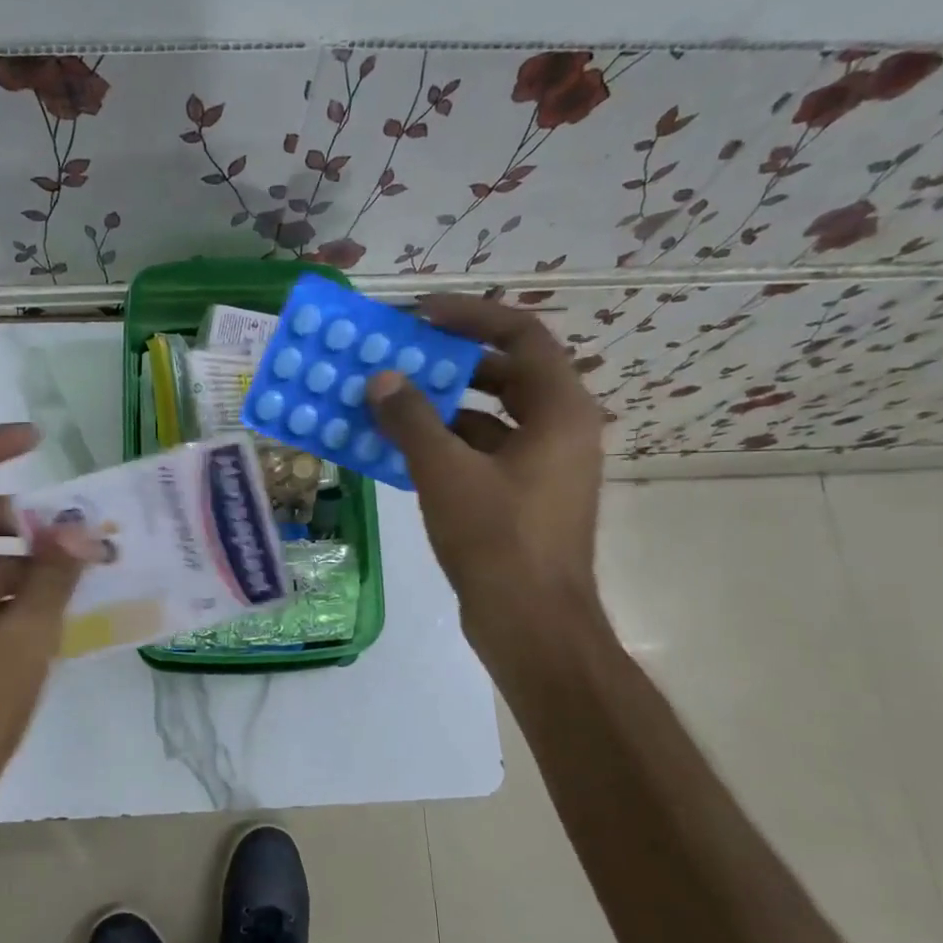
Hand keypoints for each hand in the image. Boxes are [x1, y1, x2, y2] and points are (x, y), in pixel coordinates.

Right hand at [366, 295, 605, 646]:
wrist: (532, 626)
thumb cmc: (497, 541)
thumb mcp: (446, 473)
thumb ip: (411, 419)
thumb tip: (381, 379)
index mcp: (560, 410)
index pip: (520, 334)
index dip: (469, 316)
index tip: (418, 315)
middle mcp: (561, 430)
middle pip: (506, 373)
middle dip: (451, 361)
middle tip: (400, 356)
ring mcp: (544, 467)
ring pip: (491, 417)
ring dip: (442, 406)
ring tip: (390, 401)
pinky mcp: (523, 499)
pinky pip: (483, 453)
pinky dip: (446, 445)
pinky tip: (400, 450)